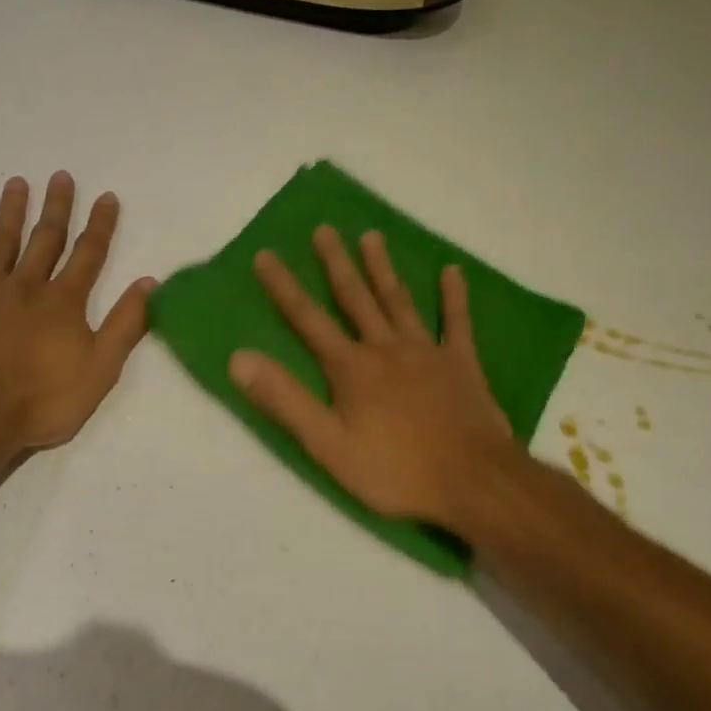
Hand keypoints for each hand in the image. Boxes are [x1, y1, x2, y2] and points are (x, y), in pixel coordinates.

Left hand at [0, 172, 154, 452]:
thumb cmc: (41, 400)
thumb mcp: (100, 370)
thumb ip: (125, 325)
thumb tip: (149, 283)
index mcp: (63, 303)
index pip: (88, 255)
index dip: (100, 225)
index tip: (106, 196)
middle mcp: (26, 287)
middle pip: (45, 240)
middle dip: (56, 208)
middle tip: (61, 176)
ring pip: (0, 243)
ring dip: (10, 212)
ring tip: (16, 183)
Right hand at [230, 226, 520, 530]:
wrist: (472, 481)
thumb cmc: (395, 470)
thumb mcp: (328, 444)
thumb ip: (284, 400)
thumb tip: (239, 358)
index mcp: (351, 368)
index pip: (308, 320)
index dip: (284, 287)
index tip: (265, 254)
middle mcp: (386, 348)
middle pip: (356, 298)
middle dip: (336, 263)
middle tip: (324, 229)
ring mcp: (427, 351)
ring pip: (399, 300)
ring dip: (383, 268)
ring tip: (371, 236)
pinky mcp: (461, 363)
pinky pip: (457, 322)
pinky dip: (454, 296)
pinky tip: (452, 271)